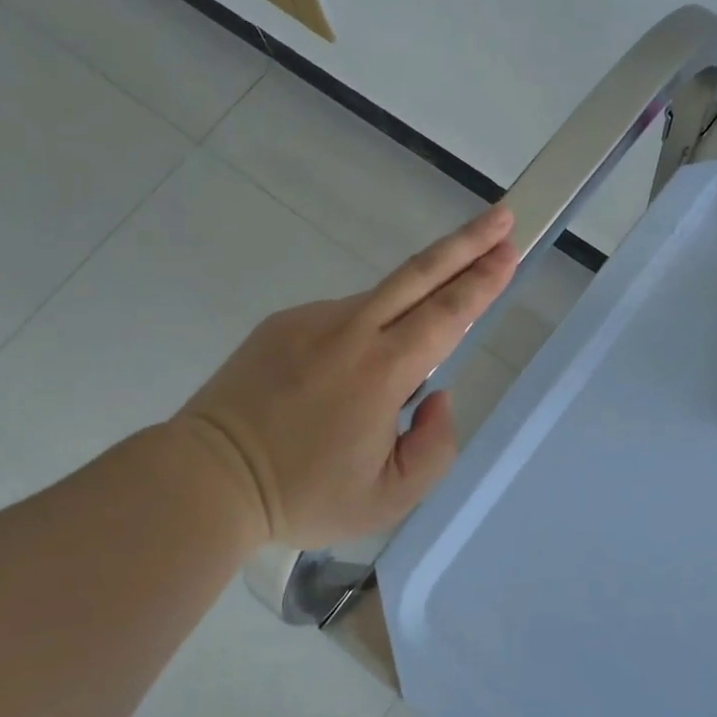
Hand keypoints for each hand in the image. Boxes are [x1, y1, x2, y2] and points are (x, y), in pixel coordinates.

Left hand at [174, 207, 518, 548]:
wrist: (208, 478)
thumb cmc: (303, 495)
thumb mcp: (389, 498)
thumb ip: (435, 447)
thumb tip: (436, 396)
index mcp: (381, 371)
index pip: (447, 315)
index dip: (483, 281)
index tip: (508, 250)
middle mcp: (349, 331)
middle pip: (419, 274)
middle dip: (466, 243)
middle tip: (502, 218)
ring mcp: (311, 320)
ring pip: (380, 300)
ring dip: (415, 299)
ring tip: (406, 358)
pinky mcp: (282, 323)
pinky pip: (342, 319)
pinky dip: (366, 331)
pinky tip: (350, 377)